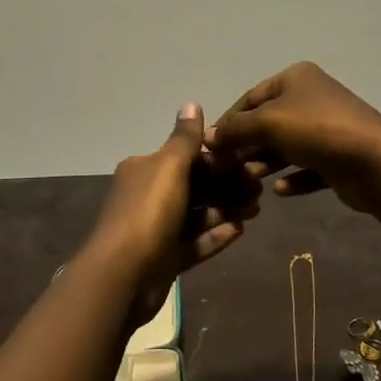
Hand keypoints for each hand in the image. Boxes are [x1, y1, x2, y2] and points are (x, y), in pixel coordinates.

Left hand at [78, 103, 259, 322]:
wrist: (122, 277)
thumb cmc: (147, 213)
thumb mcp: (168, 167)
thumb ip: (185, 138)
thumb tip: (191, 103)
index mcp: (144, 169)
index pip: (186, 157)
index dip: (217, 159)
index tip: (247, 163)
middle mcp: (147, 195)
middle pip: (194, 186)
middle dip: (226, 186)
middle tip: (258, 191)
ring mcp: (155, 229)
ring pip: (197, 214)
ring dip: (225, 210)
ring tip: (254, 210)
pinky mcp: (164, 258)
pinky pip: (194, 242)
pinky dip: (215, 235)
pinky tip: (240, 231)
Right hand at [207, 62, 380, 213]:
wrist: (374, 161)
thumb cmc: (316, 130)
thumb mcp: (268, 122)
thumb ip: (235, 129)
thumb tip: (207, 136)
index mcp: (295, 79)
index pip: (250, 98)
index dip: (228, 121)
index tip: (210, 148)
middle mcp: (311, 98)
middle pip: (268, 123)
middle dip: (246, 145)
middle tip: (227, 170)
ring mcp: (327, 128)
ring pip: (286, 147)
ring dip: (265, 164)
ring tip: (249, 182)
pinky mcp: (338, 157)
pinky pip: (307, 168)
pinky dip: (292, 178)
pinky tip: (279, 192)